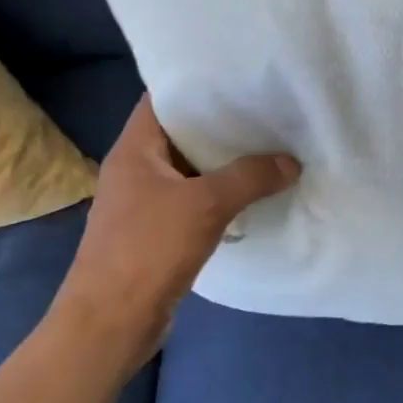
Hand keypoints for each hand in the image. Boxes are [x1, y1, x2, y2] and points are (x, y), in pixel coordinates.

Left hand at [50, 95, 299, 377]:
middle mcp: (135, 170)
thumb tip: (291, 162)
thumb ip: (250, 178)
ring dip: (223, 164)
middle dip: (220, 125)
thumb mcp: (205, 205)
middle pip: (180, 135)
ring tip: (268, 148)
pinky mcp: (156, 234)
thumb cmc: (148, 250)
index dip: (196, 85)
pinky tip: (252, 196)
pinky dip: (219, 196)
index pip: (162, 100)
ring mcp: (144, 204)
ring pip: (189, 171)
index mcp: (134, 150)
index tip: (237, 78)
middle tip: (265, 112)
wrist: (110, 324)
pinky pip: (192, 202)